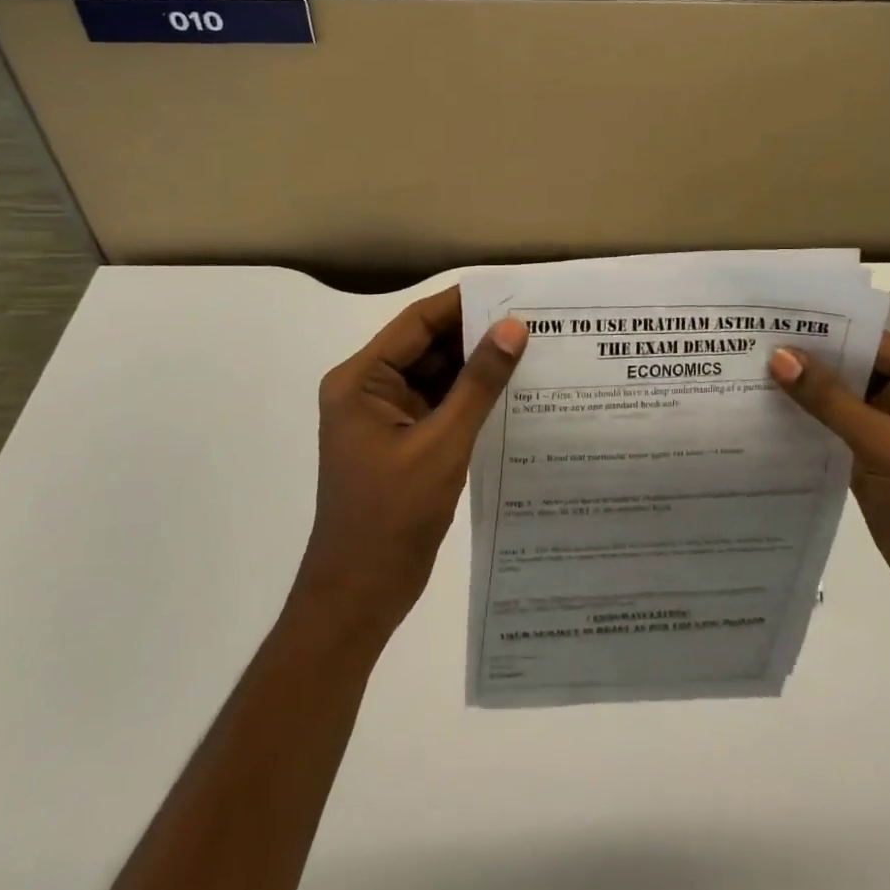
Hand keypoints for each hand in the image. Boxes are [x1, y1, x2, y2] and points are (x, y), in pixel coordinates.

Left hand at [295, 288, 527, 636]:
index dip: (462, 305)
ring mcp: (384, 417)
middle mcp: (367, 389)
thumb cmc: (392, 517)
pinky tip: (510, 392)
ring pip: (435, 376)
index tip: (510, 292)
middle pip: (426, 347)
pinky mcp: (400, 441)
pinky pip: (438, 405)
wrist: (358, 598)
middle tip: (531, 321)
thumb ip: (479, 383)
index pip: (416, 323)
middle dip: (474, 335)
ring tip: (530, 350)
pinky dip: (469, 398)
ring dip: (475, 367)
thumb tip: (513, 328)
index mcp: (360, 380)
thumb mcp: (442, 444)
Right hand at [769, 332, 889, 647]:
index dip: (822, 329)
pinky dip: (803, 420)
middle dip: (804, 358)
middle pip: (849, 366)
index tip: (771, 318)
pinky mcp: (869, 457)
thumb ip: (830, 400)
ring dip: (799, 389)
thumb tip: (779, 356)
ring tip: (744, 369)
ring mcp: (887, 428)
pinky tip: (763, 411)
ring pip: (836, 397)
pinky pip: (831, 427)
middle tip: (748, 340)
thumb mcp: (884, 444)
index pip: (868, 340)